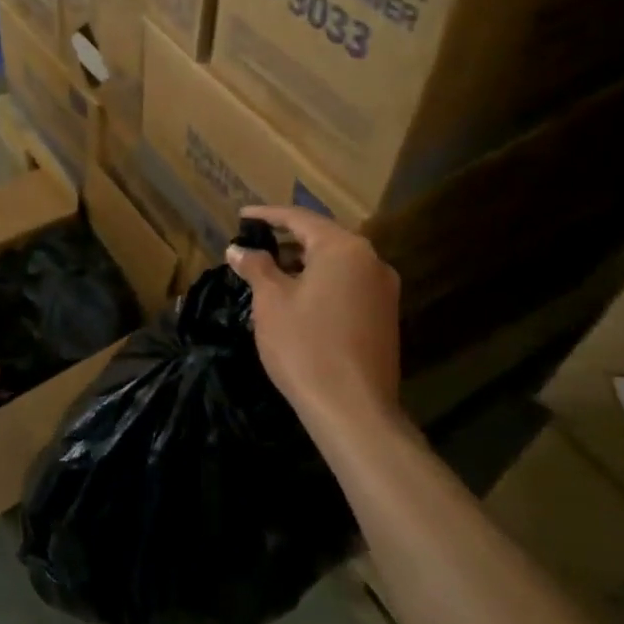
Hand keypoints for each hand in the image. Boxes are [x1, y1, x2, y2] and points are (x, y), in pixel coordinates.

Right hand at [226, 206, 403, 437]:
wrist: (352, 408)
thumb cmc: (305, 345)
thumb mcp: (271, 302)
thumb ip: (256, 267)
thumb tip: (238, 249)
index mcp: (343, 248)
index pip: (300, 218)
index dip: (267, 215)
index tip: (242, 216)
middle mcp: (371, 261)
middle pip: (323, 238)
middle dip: (287, 239)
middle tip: (255, 242)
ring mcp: (383, 290)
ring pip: (337, 263)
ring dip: (304, 262)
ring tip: (271, 270)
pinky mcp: (384, 316)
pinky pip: (348, 285)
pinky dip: (321, 282)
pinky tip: (298, 297)